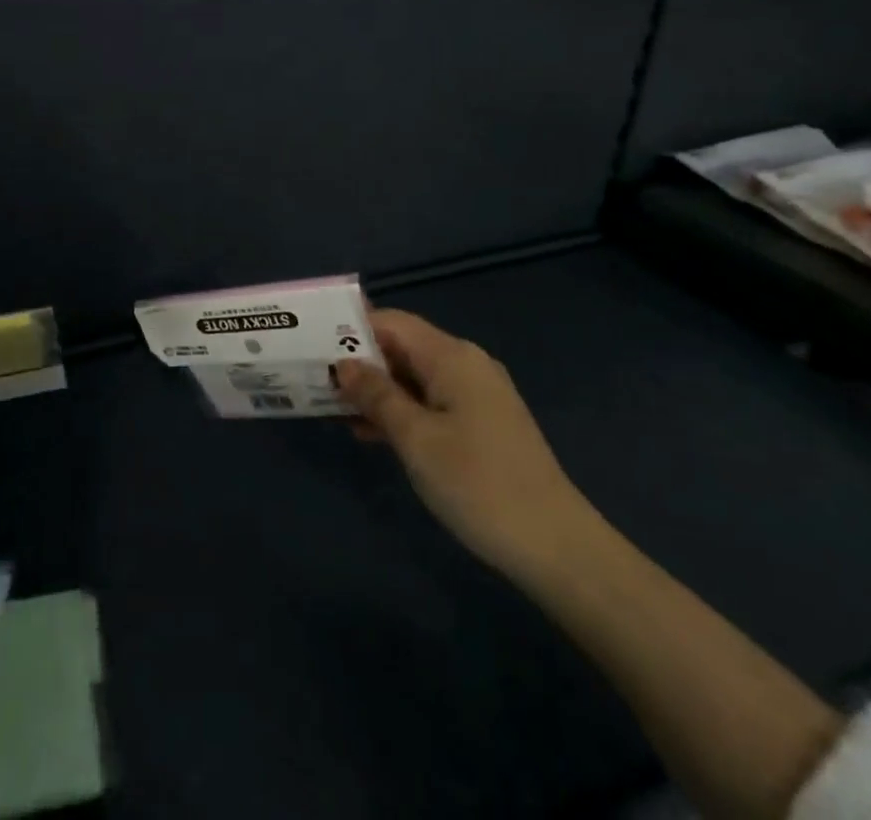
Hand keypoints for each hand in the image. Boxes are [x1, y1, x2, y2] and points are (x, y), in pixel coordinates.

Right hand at [337, 308, 590, 577]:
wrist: (557, 548)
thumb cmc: (478, 484)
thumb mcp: (416, 438)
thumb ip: (376, 395)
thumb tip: (344, 364)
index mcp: (452, 357)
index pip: (391, 322)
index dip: (351, 329)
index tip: (313, 345)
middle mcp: (466, 365)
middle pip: (402, 347)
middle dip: (360, 362)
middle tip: (316, 379)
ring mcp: (477, 395)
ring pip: (414, 377)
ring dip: (376, 391)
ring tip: (333, 409)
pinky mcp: (482, 424)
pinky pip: (430, 402)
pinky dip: (400, 411)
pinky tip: (371, 434)